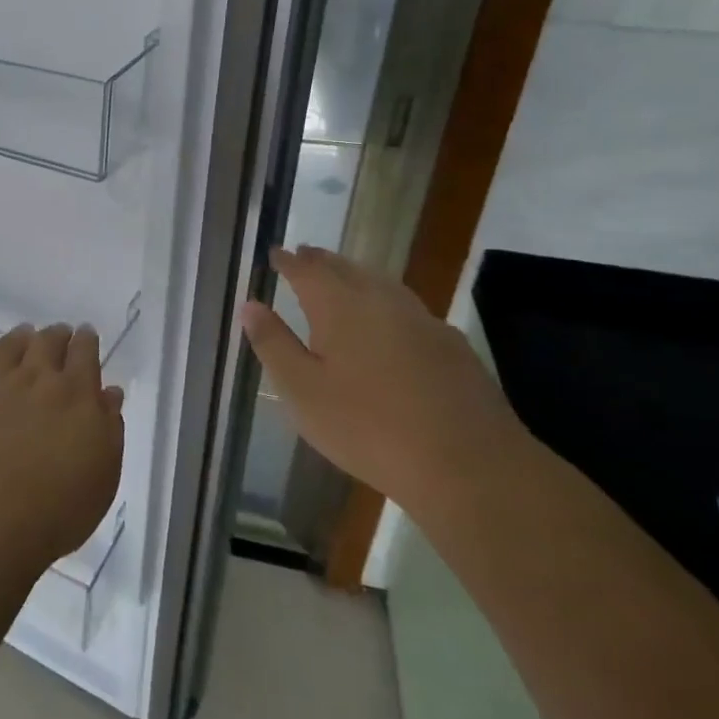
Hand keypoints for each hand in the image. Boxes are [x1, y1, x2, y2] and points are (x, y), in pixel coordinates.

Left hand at [0, 324, 124, 577]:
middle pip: (46, 342)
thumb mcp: (103, 475)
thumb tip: (108, 393)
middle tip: (59, 334)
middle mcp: (33, 379)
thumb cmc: (56, 509)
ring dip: (18, 339)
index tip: (86, 335)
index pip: (84, 353)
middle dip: (56, 335)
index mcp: (75, 393)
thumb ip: (109, 428)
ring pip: (5, 348)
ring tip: (22, 337)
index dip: (86, 341)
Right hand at [239, 246, 525, 509]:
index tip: (274, 253)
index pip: (307, 271)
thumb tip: (250, 304)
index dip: (288, 261)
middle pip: (347, 269)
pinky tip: (390, 321)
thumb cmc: (368, 428)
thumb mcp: (303, 391)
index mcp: (340, 307)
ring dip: (357, 275)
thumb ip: (274, 344)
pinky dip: (387, 301)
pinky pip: (408, 307)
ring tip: (342, 276)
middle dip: (323, 261)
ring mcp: (423, 321)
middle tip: (305, 254)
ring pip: (382, 284)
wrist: (468, 465)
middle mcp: (382, 301)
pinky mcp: (452, 346)